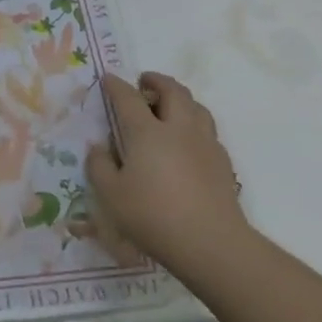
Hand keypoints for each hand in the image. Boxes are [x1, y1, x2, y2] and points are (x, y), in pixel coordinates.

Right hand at [85, 72, 250, 276]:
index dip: (116, 85)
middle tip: (144, 81)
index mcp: (147, 132)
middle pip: (172, 91)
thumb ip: (99, 166)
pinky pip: (208, 129)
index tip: (108, 78)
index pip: (128, 98)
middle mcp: (178, 128)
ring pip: (196, 106)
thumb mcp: (111, 194)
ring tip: (169, 104)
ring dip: (180, 98)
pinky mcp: (223, 161)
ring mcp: (205, 143)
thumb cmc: (152, 215)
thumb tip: (98, 147)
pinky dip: (195, 123)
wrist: (211, 242)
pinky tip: (188, 139)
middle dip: (156, 80)